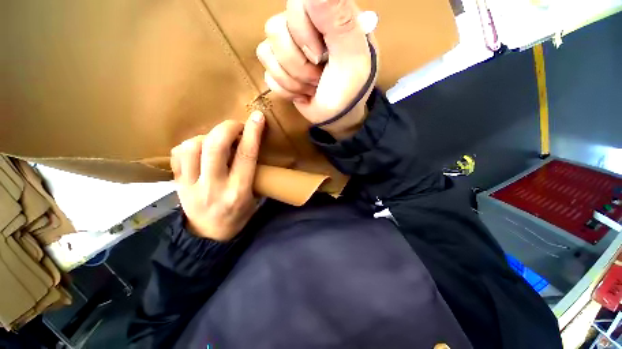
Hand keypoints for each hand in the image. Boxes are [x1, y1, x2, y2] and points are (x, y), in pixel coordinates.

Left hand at [170, 112, 264, 240]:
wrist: (209, 236)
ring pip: (193, 147)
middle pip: (215, 147)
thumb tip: (250, 148)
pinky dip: (190, 145)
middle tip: (236, 126)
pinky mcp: (177, 185)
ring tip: (216, 141)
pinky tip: (199, 149)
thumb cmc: (238, 216)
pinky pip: (178, 155)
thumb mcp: (255, 198)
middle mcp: (214, 186)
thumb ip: (253, 174)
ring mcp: (191, 186)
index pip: (246, 156)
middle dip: (227, 128)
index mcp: (238, 191)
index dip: (252, 133)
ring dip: (207, 136)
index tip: (257, 117)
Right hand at [257, 0, 377, 139]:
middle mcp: (304, 28)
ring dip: (294, 80)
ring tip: (312, 86)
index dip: (303, 33)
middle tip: (319, 77)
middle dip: (299, 65)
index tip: (320, 57)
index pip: (295, 4)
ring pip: (267, 54)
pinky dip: (287, 91)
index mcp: (325, 16)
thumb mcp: (353, 57)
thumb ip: (339, 20)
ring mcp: (288, 50)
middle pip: (275, 30)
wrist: (338, 117)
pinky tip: (302, 94)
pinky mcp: (279, 70)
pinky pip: (268, 76)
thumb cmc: (350, 90)